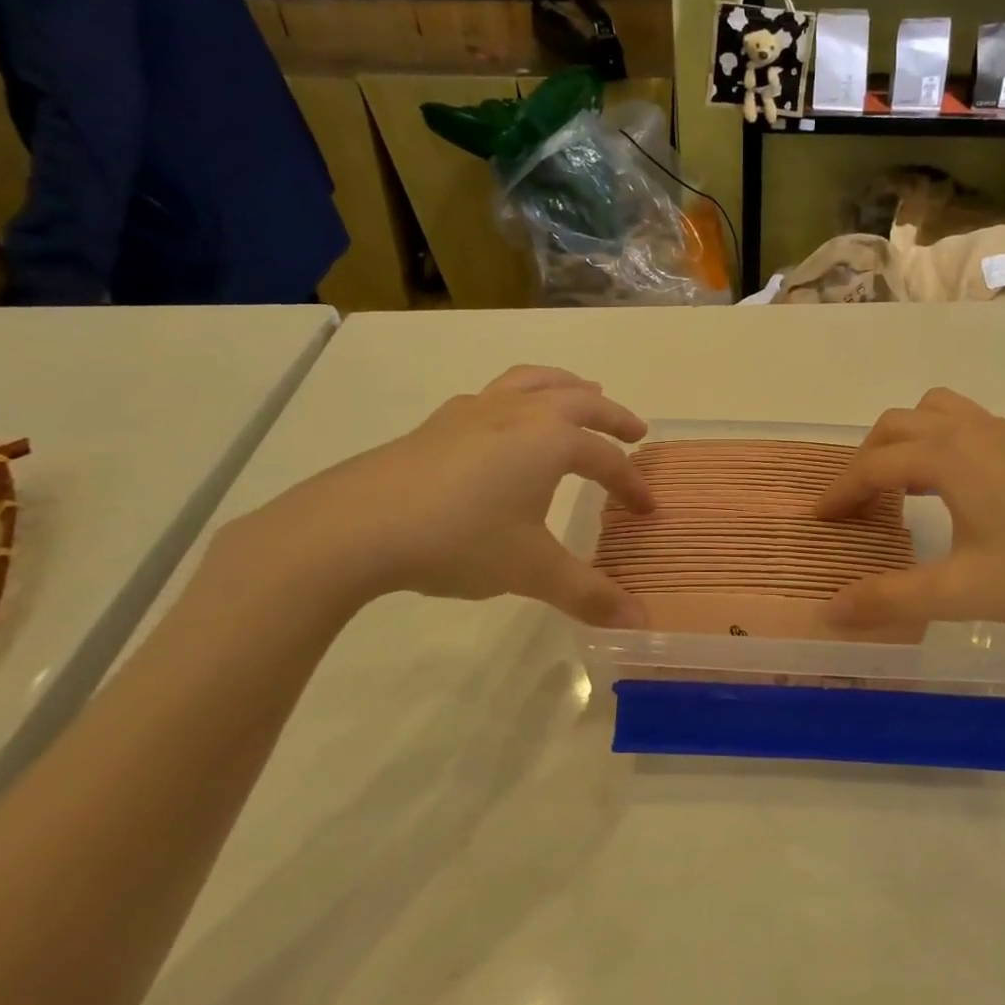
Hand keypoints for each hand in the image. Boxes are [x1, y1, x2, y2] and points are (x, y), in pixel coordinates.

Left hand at [229, 366, 653, 623]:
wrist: (357, 526)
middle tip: (635, 431)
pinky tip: (506, 421)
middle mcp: (520, 413)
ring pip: (533, 381)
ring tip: (582, 393)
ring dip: (566, 385)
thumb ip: (589, 594)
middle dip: (613, 416)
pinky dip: (518, 397)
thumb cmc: (460, 540)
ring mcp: (476, 411)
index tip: (647, 509)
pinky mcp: (440, 422)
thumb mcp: (532, 571)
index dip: (631, 485)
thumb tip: (640, 624)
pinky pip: (494, 394)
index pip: (607, 460)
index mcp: (551, 441)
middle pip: (580, 400)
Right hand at [816, 388, 1004, 632]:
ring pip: (934, 413)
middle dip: (865, 460)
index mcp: (949, 457)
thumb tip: (829, 611)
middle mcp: (972, 431)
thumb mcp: (961, 593)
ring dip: (904, 441)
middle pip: (897, 425)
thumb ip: (890, 600)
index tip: (818, 519)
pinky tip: (951, 489)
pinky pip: (964, 424)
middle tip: (855, 507)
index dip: (840, 492)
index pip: (874, 465)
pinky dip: (937, 443)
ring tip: (899, 488)